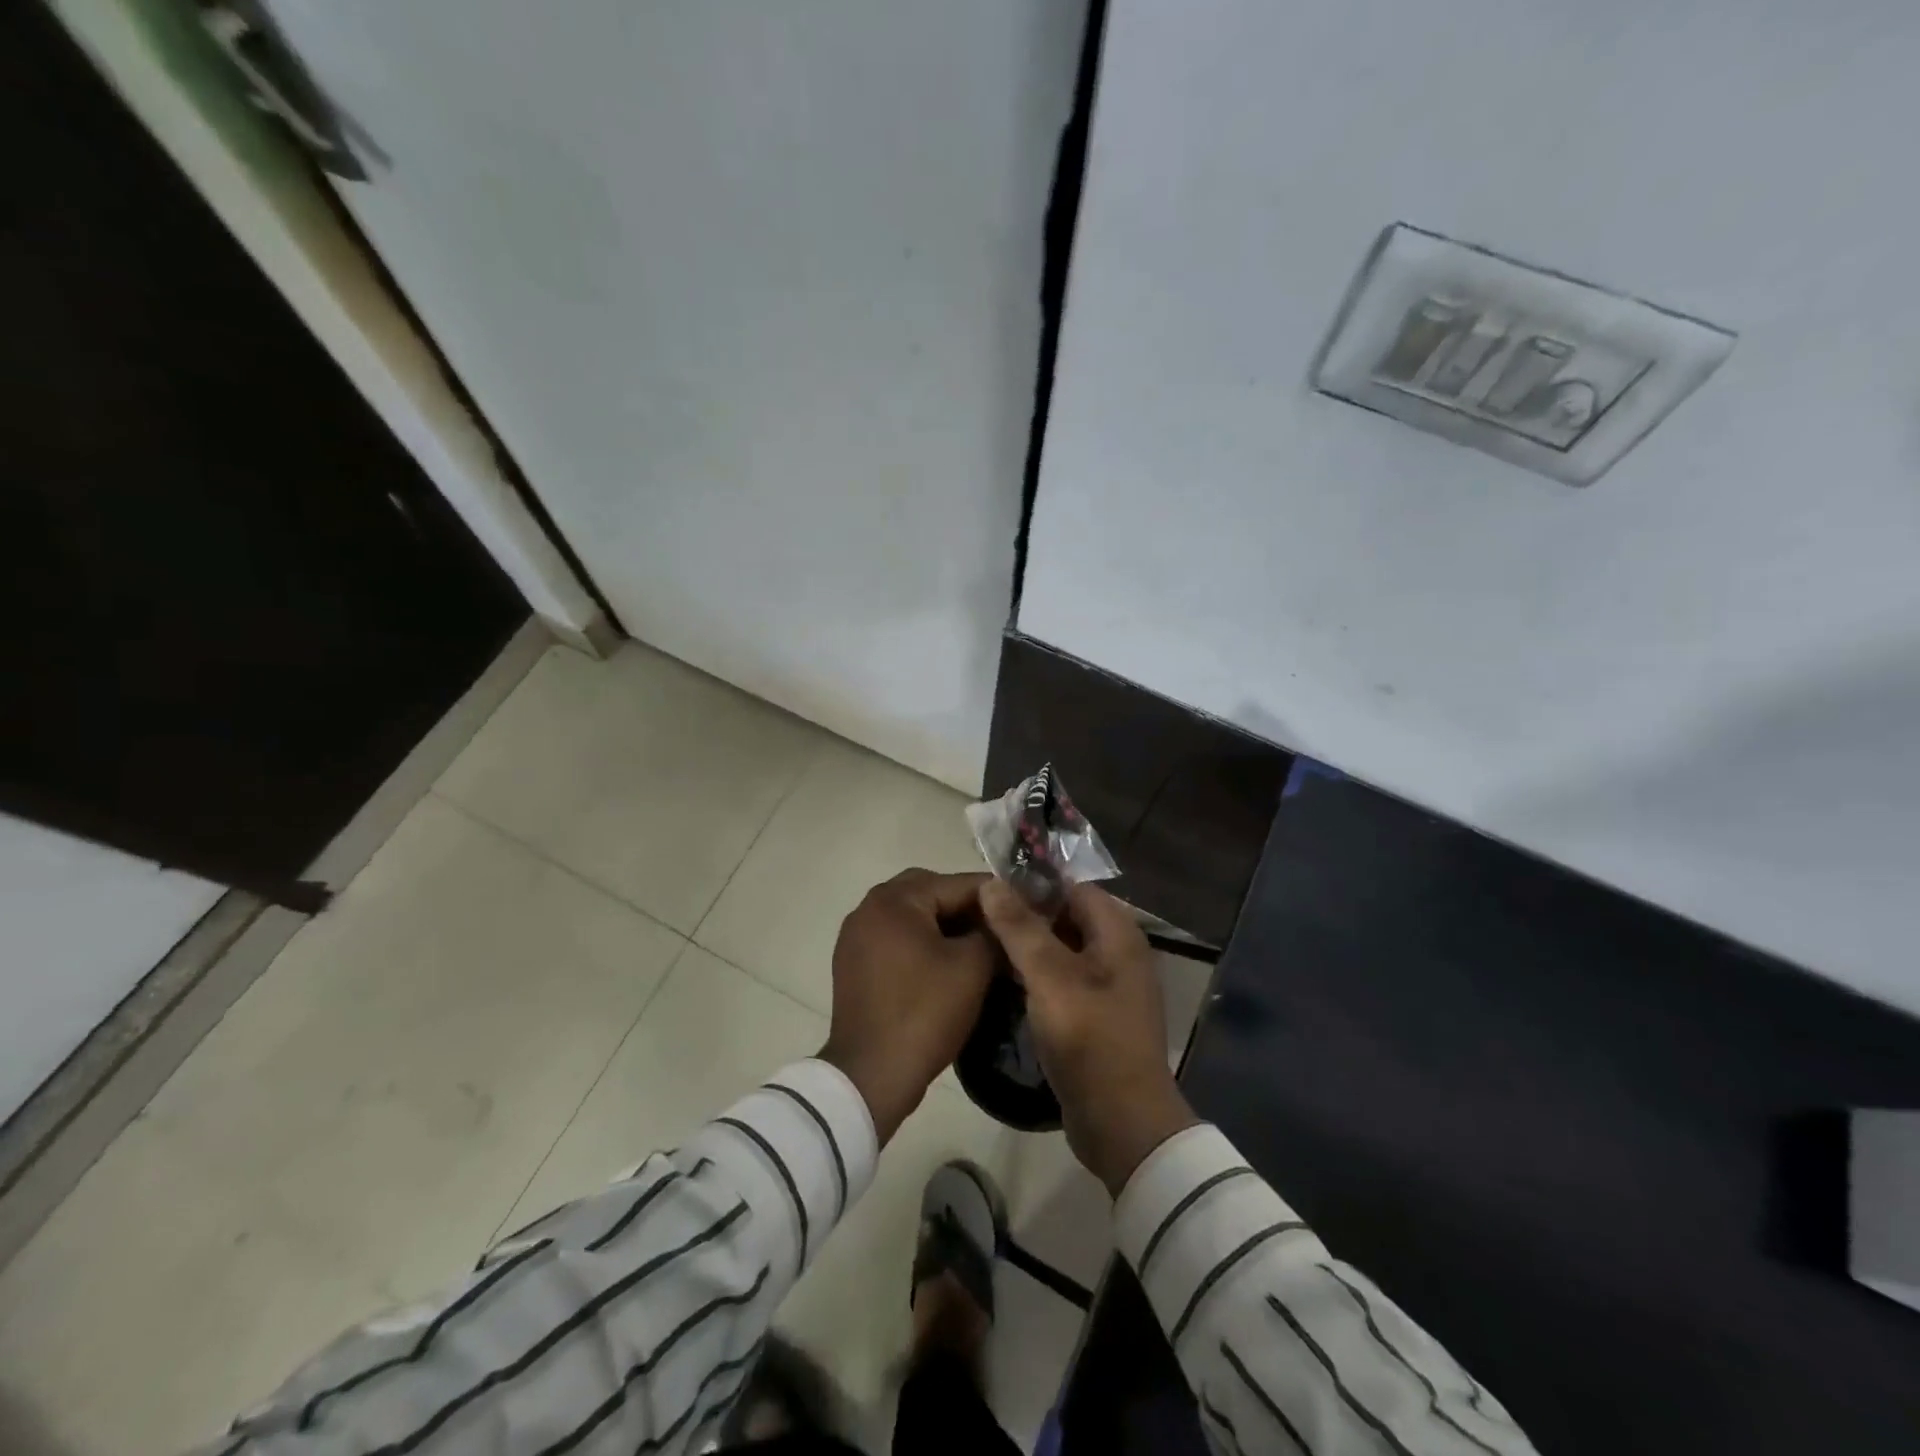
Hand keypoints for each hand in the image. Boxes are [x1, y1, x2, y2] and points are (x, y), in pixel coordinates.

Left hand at [820, 869, 997, 1143]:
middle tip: (999, 926)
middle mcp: (868, 907)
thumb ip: (992, 931)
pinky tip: (946, 963)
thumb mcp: (972, 967)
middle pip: (930, 892)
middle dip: (966, 906)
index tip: (1026, 906)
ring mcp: (856, 936)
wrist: (872, 1074)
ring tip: (978, 945)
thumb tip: (1003, 918)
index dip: (996, 895)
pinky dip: (921, 942)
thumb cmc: (925, 1012)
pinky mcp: (853, 963)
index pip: (956, 883)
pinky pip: (895, 938)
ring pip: (912, 916)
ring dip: (944, 924)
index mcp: (894, 899)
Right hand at [980, 880, 1198, 1194]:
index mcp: (1118, 933)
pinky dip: (1037, 976)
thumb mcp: (1049, 977)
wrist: (1121, 1122)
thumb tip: (992, 883)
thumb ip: (1020, 927)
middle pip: (1067, 917)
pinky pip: (1063, 980)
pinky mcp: (1096, 1015)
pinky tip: (1004, 982)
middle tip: (980, 919)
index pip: (1072, 888)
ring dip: (1028, 947)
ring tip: (984, 947)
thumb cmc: (1089, 1038)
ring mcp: (1109, 986)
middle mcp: (1119, 952)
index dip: (1033, 886)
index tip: (990, 891)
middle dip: (1026, 916)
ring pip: (1062, 950)